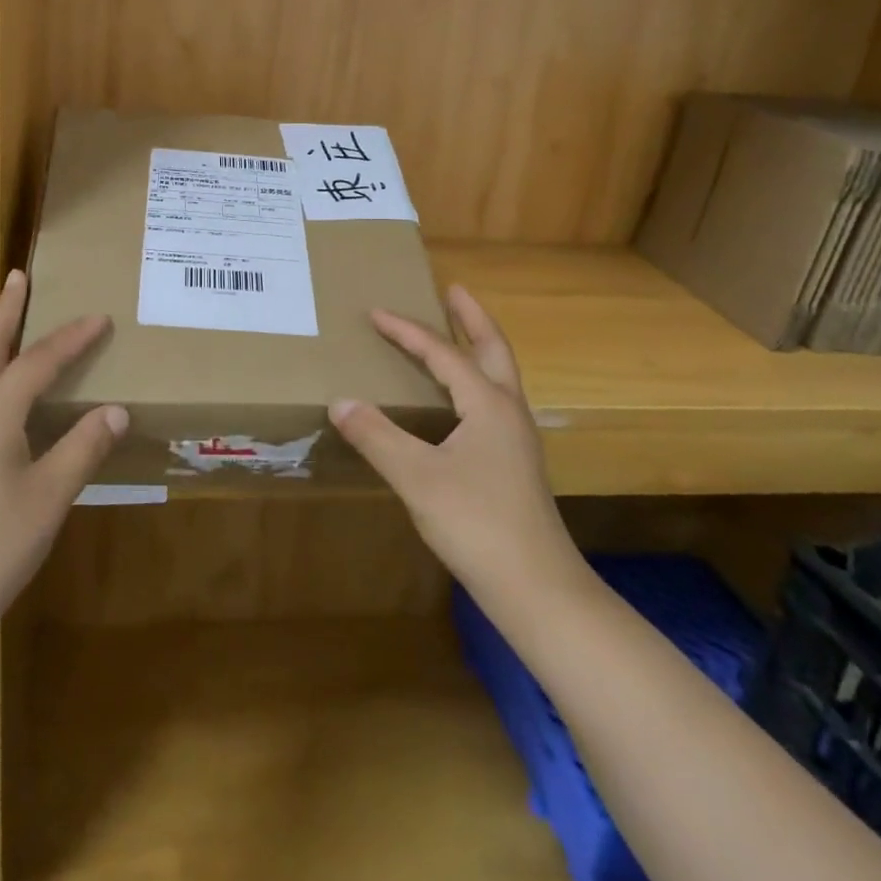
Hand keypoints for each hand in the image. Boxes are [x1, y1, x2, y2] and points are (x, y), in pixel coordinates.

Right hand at [328, 285, 584, 612]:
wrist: (538, 589)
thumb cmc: (477, 524)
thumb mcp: (418, 477)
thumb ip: (377, 436)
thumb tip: (341, 401)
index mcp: (488, 404)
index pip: (443, 354)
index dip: (407, 331)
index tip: (376, 312)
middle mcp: (508, 412)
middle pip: (493, 350)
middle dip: (472, 318)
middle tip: (453, 290)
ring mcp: (517, 440)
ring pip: (498, 377)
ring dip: (477, 348)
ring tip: (455, 335)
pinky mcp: (515, 464)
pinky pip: (493, 402)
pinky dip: (475, 381)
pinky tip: (457, 401)